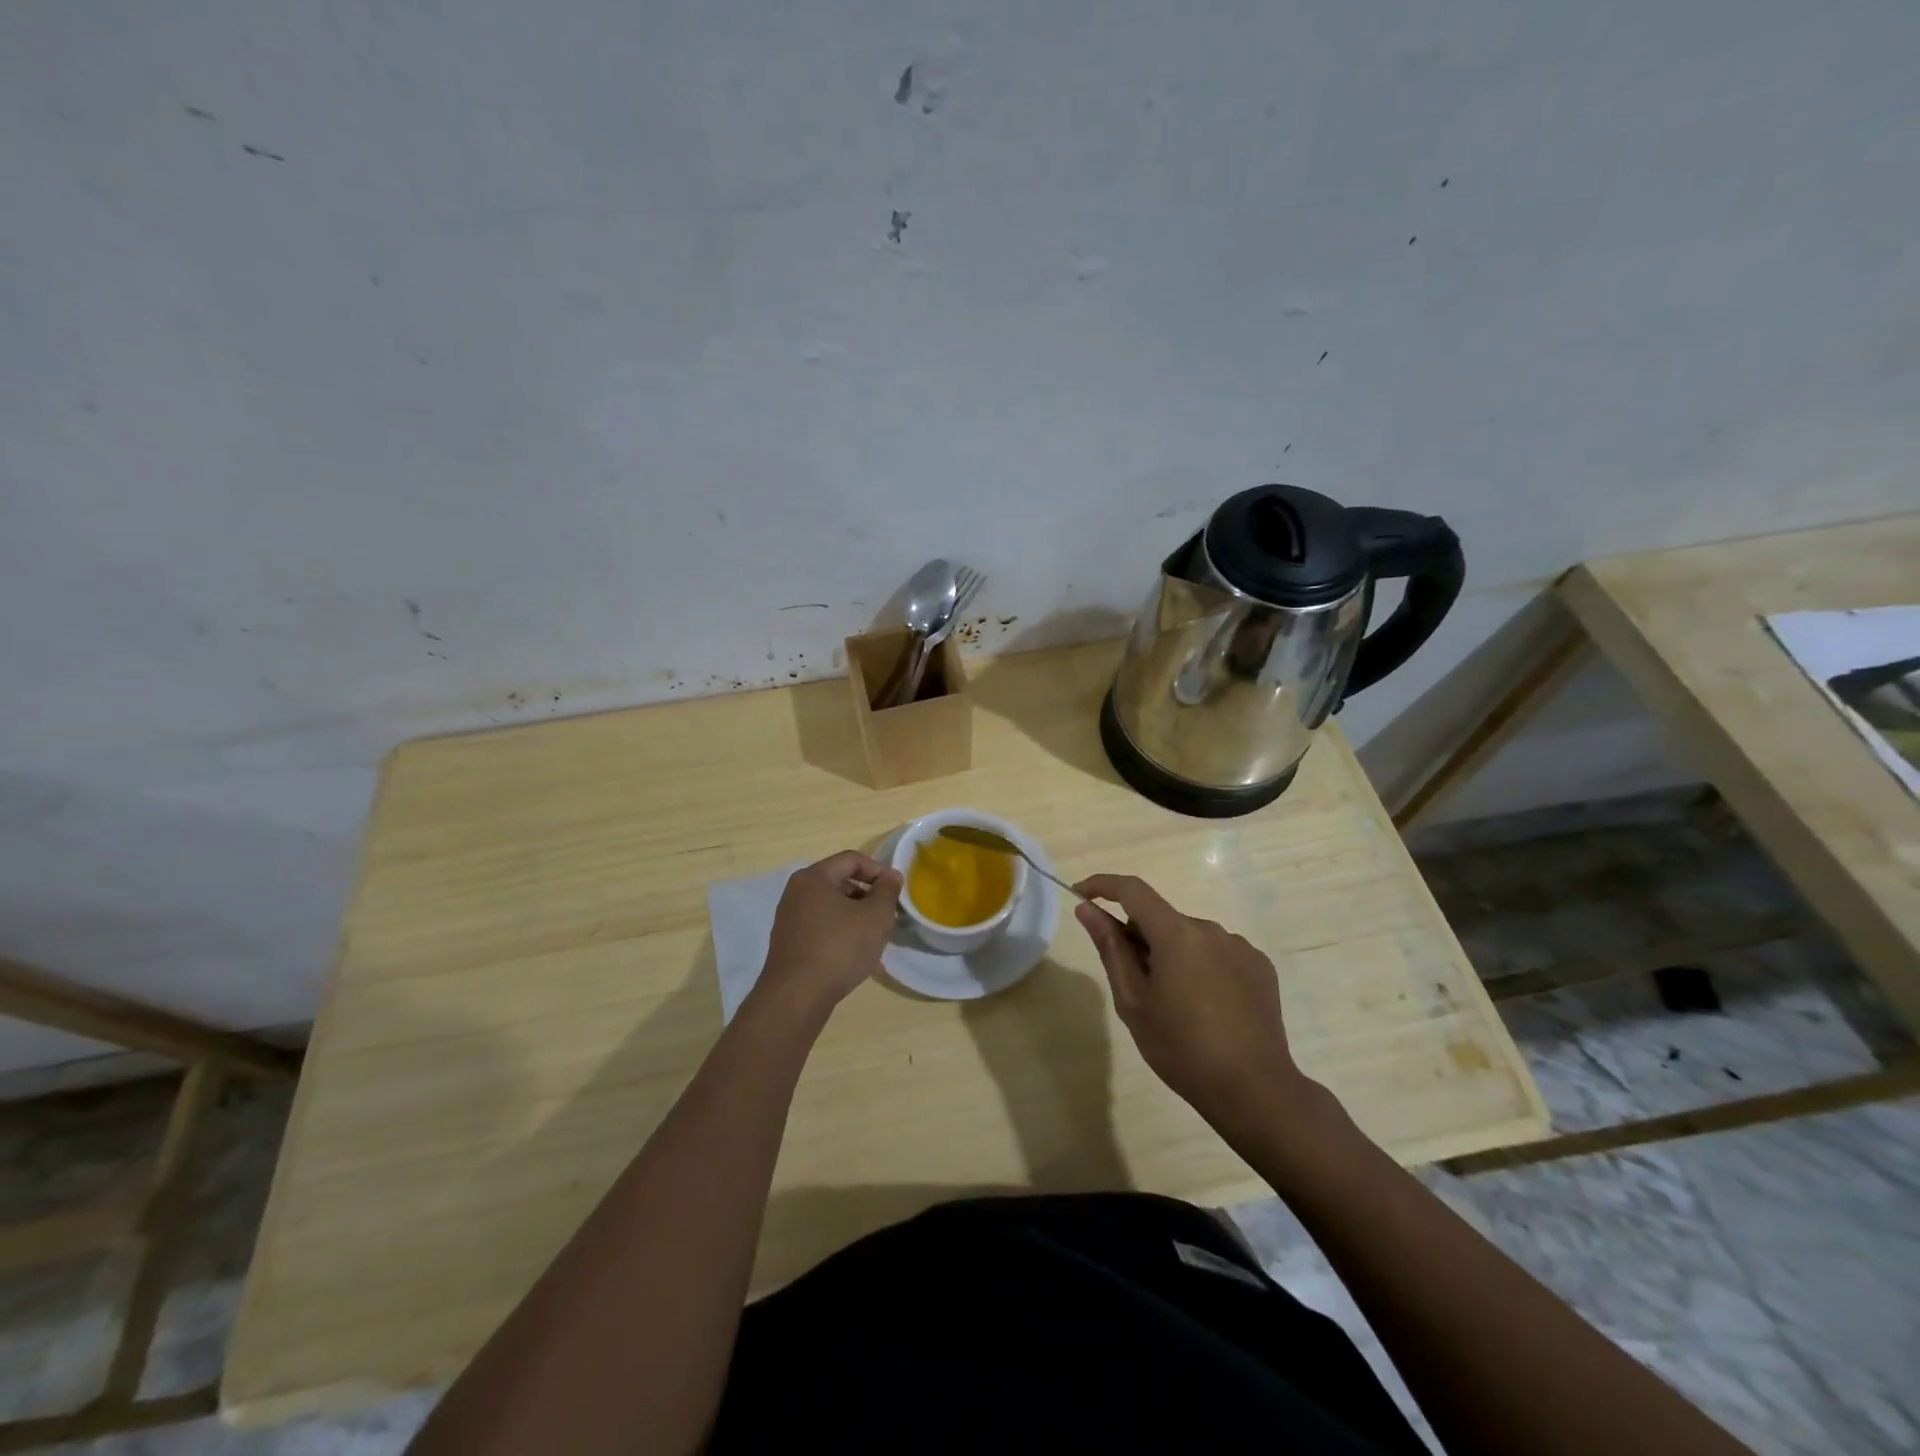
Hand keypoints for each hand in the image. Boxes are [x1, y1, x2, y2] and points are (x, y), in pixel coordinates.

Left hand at [756, 851, 901, 1023]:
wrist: (796, 997)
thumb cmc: (839, 948)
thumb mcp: (875, 916)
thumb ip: (887, 891)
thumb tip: (891, 876)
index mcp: (814, 877)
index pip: (851, 859)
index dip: (878, 870)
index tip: (895, 891)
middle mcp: (796, 892)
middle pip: (840, 882)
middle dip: (867, 896)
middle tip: (887, 915)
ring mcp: (789, 919)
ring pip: (831, 908)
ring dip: (856, 917)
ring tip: (875, 938)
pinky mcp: (789, 944)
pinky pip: (821, 928)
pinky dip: (840, 934)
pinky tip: (856, 957)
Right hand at [1074, 874, 1304, 1129]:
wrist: (1254, 1090)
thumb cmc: (1182, 1048)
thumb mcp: (1133, 1001)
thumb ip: (1111, 948)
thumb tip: (1088, 910)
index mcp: (1176, 934)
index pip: (1133, 890)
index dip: (1102, 885)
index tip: (1081, 896)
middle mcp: (1210, 929)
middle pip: (1162, 919)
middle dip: (1141, 939)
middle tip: (1135, 986)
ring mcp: (1240, 946)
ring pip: (1190, 938)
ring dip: (1173, 955)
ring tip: (1176, 1006)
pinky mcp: (1260, 966)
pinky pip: (1218, 954)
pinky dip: (1202, 968)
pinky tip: (1208, 1008)